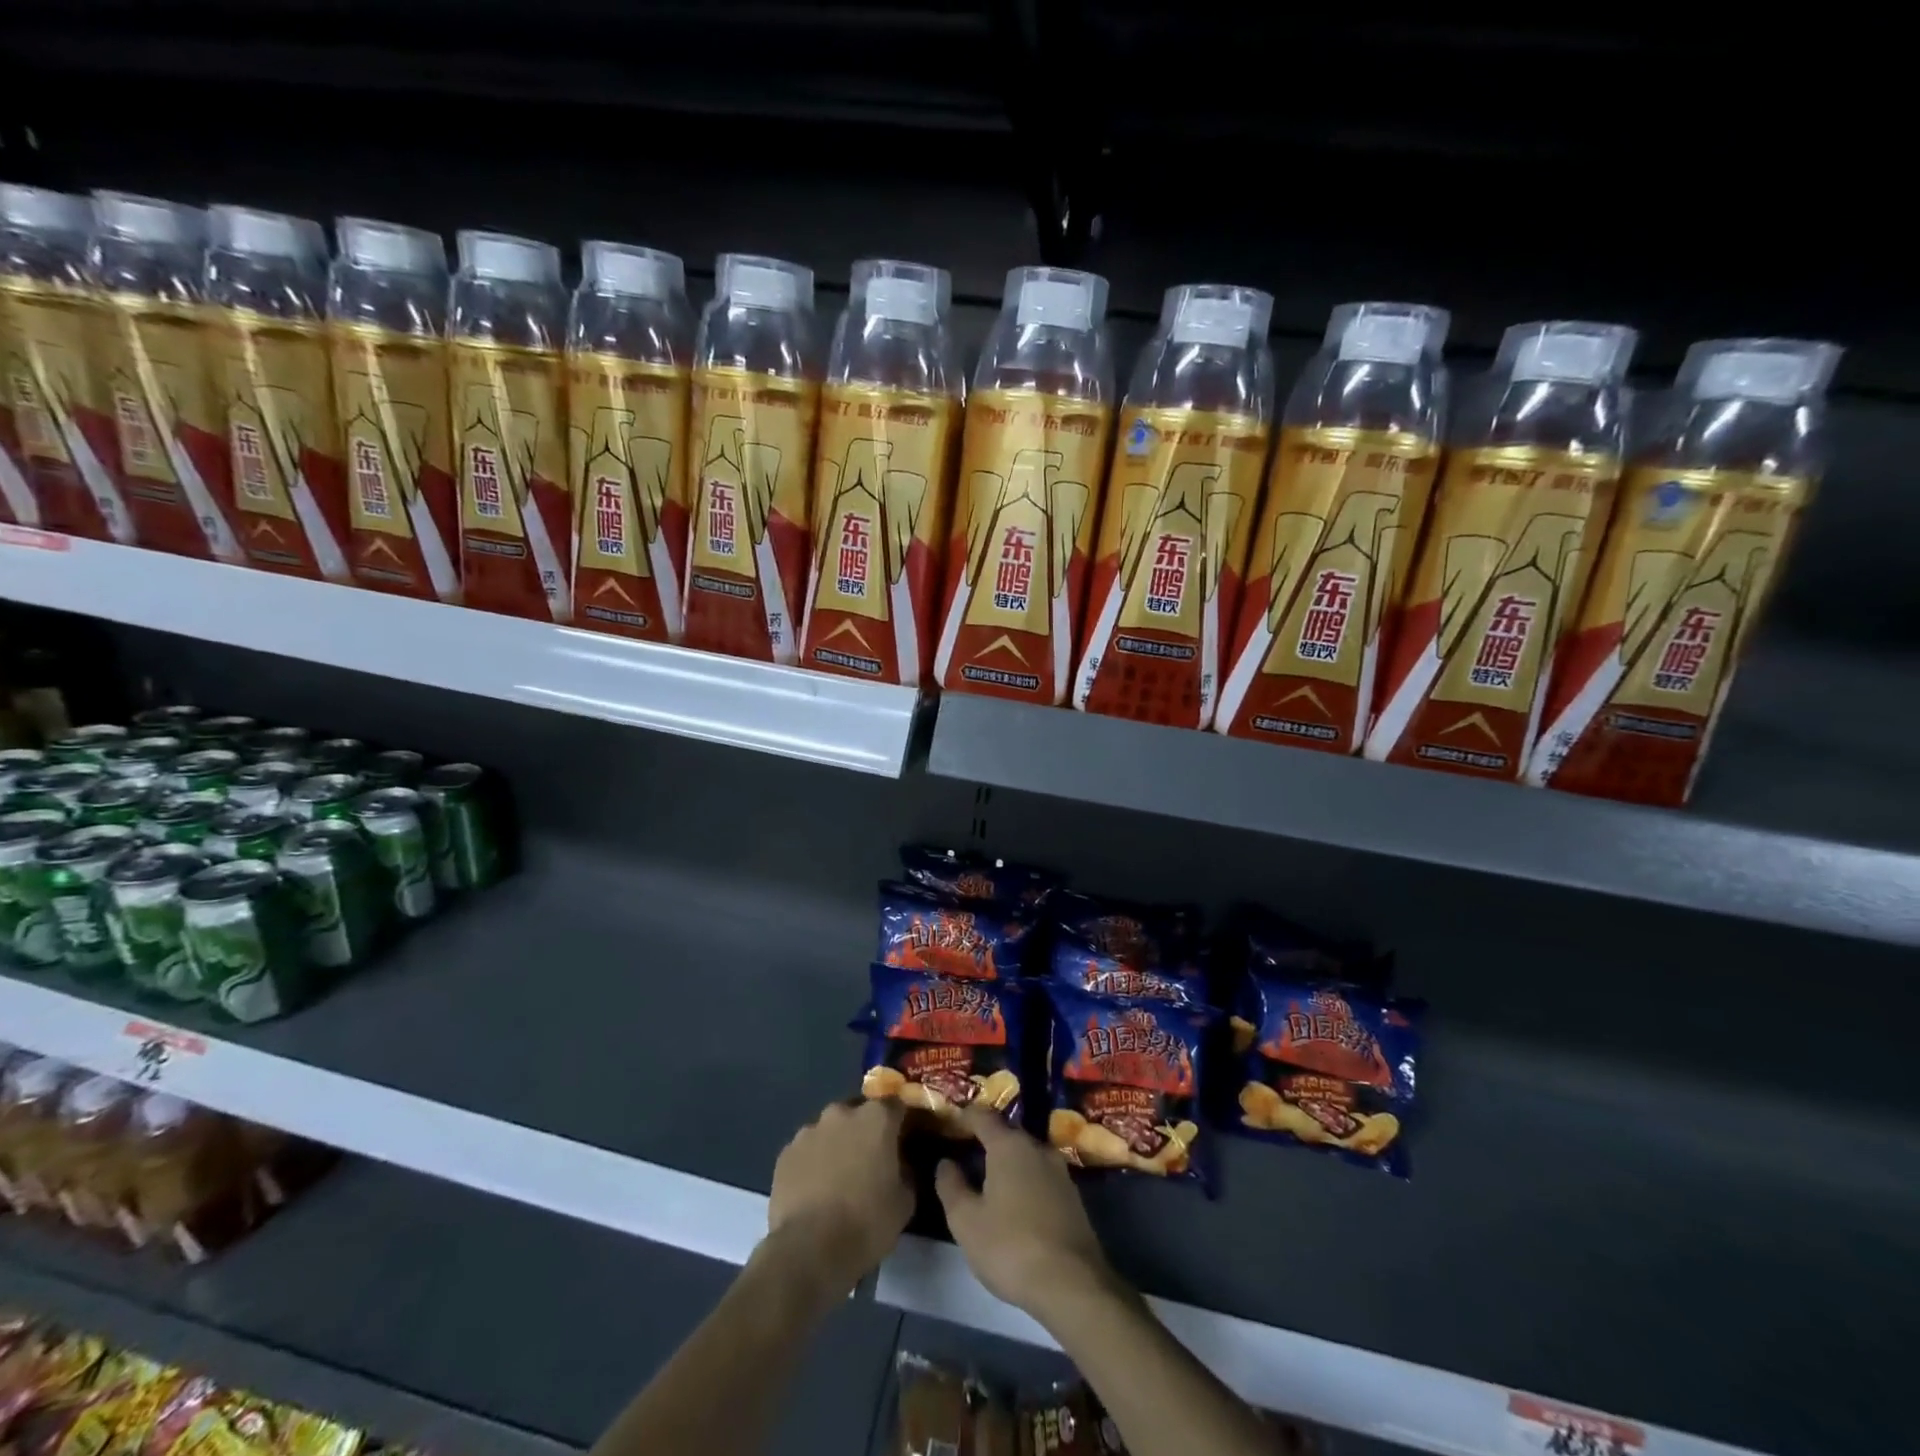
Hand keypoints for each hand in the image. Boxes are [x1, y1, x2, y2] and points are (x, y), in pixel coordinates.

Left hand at [764, 1099, 913, 1302]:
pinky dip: (812, 1163)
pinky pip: (806, 1151)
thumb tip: (900, 1166)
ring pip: (829, 1131)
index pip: (895, 1105)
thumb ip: (906, 1173)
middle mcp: (842, 1113)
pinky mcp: (785, 1153)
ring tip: (837, 1179)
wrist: (809, 1250)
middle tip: (868, 1162)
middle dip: (864, 1132)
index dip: (899, 1123)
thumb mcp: (904, 1203)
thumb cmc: (866, 1222)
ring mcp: (809, 1130)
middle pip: (858, 1113)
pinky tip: (813, 1191)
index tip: (901, 1142)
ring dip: (836, 1146)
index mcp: (876, 1118)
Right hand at [935, 1104, 1116, 1324]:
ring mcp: (1060, 1171)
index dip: (965, 1117)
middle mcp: (1037, 1148)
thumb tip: (945, 1163)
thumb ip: (951, 1186)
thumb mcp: (966, 1221)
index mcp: (1009, 1145)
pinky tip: (1017, 1205)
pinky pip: (1042, 1176)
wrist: (1073, 1284)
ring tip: (991, 1182)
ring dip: (1009, 1163)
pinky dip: (1026, 1181)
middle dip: (988, 1141)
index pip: (983, 1116)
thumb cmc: (1010, 1246)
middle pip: (1008, 1134)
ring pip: (1027, 1155)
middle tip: (968, 1155)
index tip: (952, 1124)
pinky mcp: (1073, 1196)